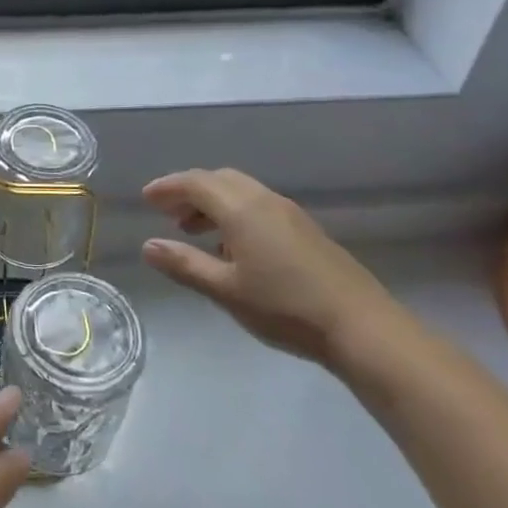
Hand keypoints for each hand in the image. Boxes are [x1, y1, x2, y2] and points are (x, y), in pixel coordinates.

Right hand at [141, 168, 399, 365]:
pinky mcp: (305, 230)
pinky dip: (235, 214)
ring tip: (195, 233)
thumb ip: (185, 264)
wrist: (361, 327)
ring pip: (241, 192)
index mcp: (241, 208)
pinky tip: (234, 249)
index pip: (195, 182)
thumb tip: (148, 246)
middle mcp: (264, 200)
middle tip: (167, 215)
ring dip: (213, 204)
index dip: (168, 187)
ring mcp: (289, 213)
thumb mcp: (225, 290)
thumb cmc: (285, 308)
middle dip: (189, 192)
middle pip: (219, 180)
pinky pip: (259, 206)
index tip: (146, 199)